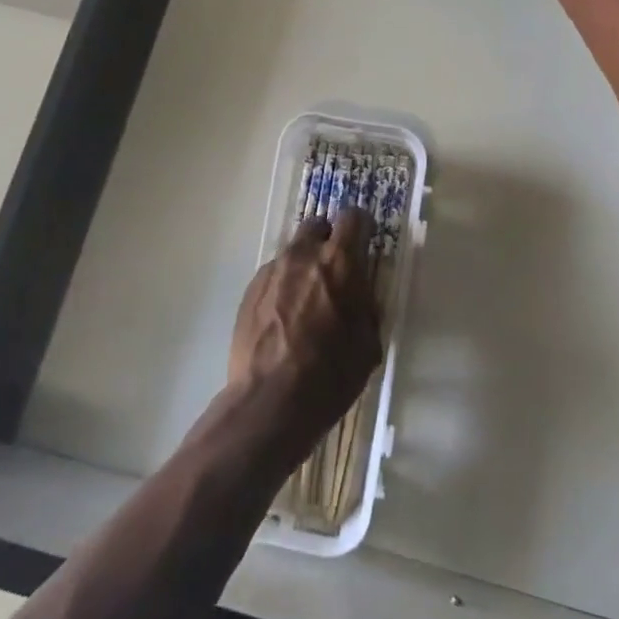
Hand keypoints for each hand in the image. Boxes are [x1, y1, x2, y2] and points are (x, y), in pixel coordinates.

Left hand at [228, 209, 381, 459]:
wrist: (269, 402)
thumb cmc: (330, 374)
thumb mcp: (368, 343)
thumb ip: (365, 306)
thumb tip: (360, 294)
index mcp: (339, 262)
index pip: (354, 217)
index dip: (361, 228)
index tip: (364, 244)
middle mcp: (303, 255)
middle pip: (317, 225)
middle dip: (328, 240)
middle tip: (335, 271)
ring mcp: (272, 271)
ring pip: (293, 252)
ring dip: (304, 266)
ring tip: (306, 303)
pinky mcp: (250, 290)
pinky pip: (274, 276)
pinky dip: (283, 287)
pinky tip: (284, 320)